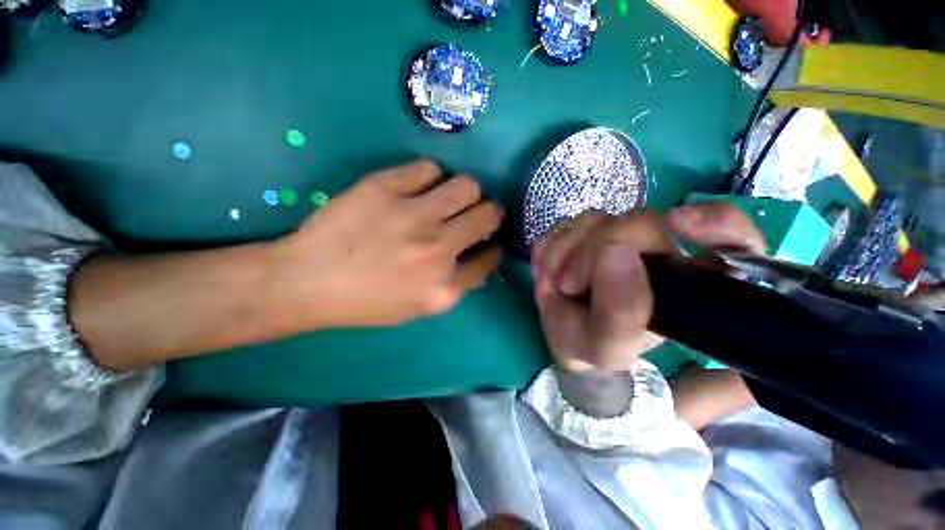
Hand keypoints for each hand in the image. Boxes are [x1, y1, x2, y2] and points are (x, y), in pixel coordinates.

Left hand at [270, 160, 502, 329]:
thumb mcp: (419, 308)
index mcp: (444, 287)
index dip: (492, 246)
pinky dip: (430, 177)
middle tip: (474, 213)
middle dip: (489, 213)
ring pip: (467, 186)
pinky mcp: (384, 188)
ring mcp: (412, 217)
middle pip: (489, 215)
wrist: (308, 282)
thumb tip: (481, 257)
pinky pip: (429, 168)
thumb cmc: (366, 301)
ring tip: (448, 198)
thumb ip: (456, 284)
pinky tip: (418, 188)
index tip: (487, 240)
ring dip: (465, 192)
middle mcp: (437, 250)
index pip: (490, 257)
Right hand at [531, 203, 764, 372]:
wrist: (565, 335)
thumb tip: (614, 252)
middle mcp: (658, 250)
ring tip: (555, 284)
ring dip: (565, 251)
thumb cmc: (594, 345)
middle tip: (568, 284)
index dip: (718, 224)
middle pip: (639, 222)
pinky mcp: (585, 231)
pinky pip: (566, 225)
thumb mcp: (610, 347)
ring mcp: (618, 236)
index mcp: (686, 281)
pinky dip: (551, 248)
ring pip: (596, 219)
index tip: (679, 224)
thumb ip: (621, 314)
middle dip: (593, 250)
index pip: (732, 240)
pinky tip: (547, 270)